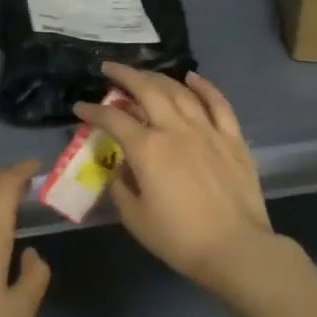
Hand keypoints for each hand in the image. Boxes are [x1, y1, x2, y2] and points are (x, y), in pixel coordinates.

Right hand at [75, 63, 291, 297]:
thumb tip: (120, 169)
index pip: (113, 120)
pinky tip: (192, 77)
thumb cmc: (180, 239)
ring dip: (158, 77)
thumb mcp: (136, 219)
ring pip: (180, 91)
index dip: (93, 111)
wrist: (236, 249)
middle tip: (110, 68)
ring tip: (144, 74)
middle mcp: (175, 129)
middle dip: (125, 75)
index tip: (80, 107)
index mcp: (148, 149)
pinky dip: (204, 86)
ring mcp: (207, 130)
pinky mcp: (232, 138)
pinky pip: (218, 103)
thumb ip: (121, 188)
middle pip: (147, 90)